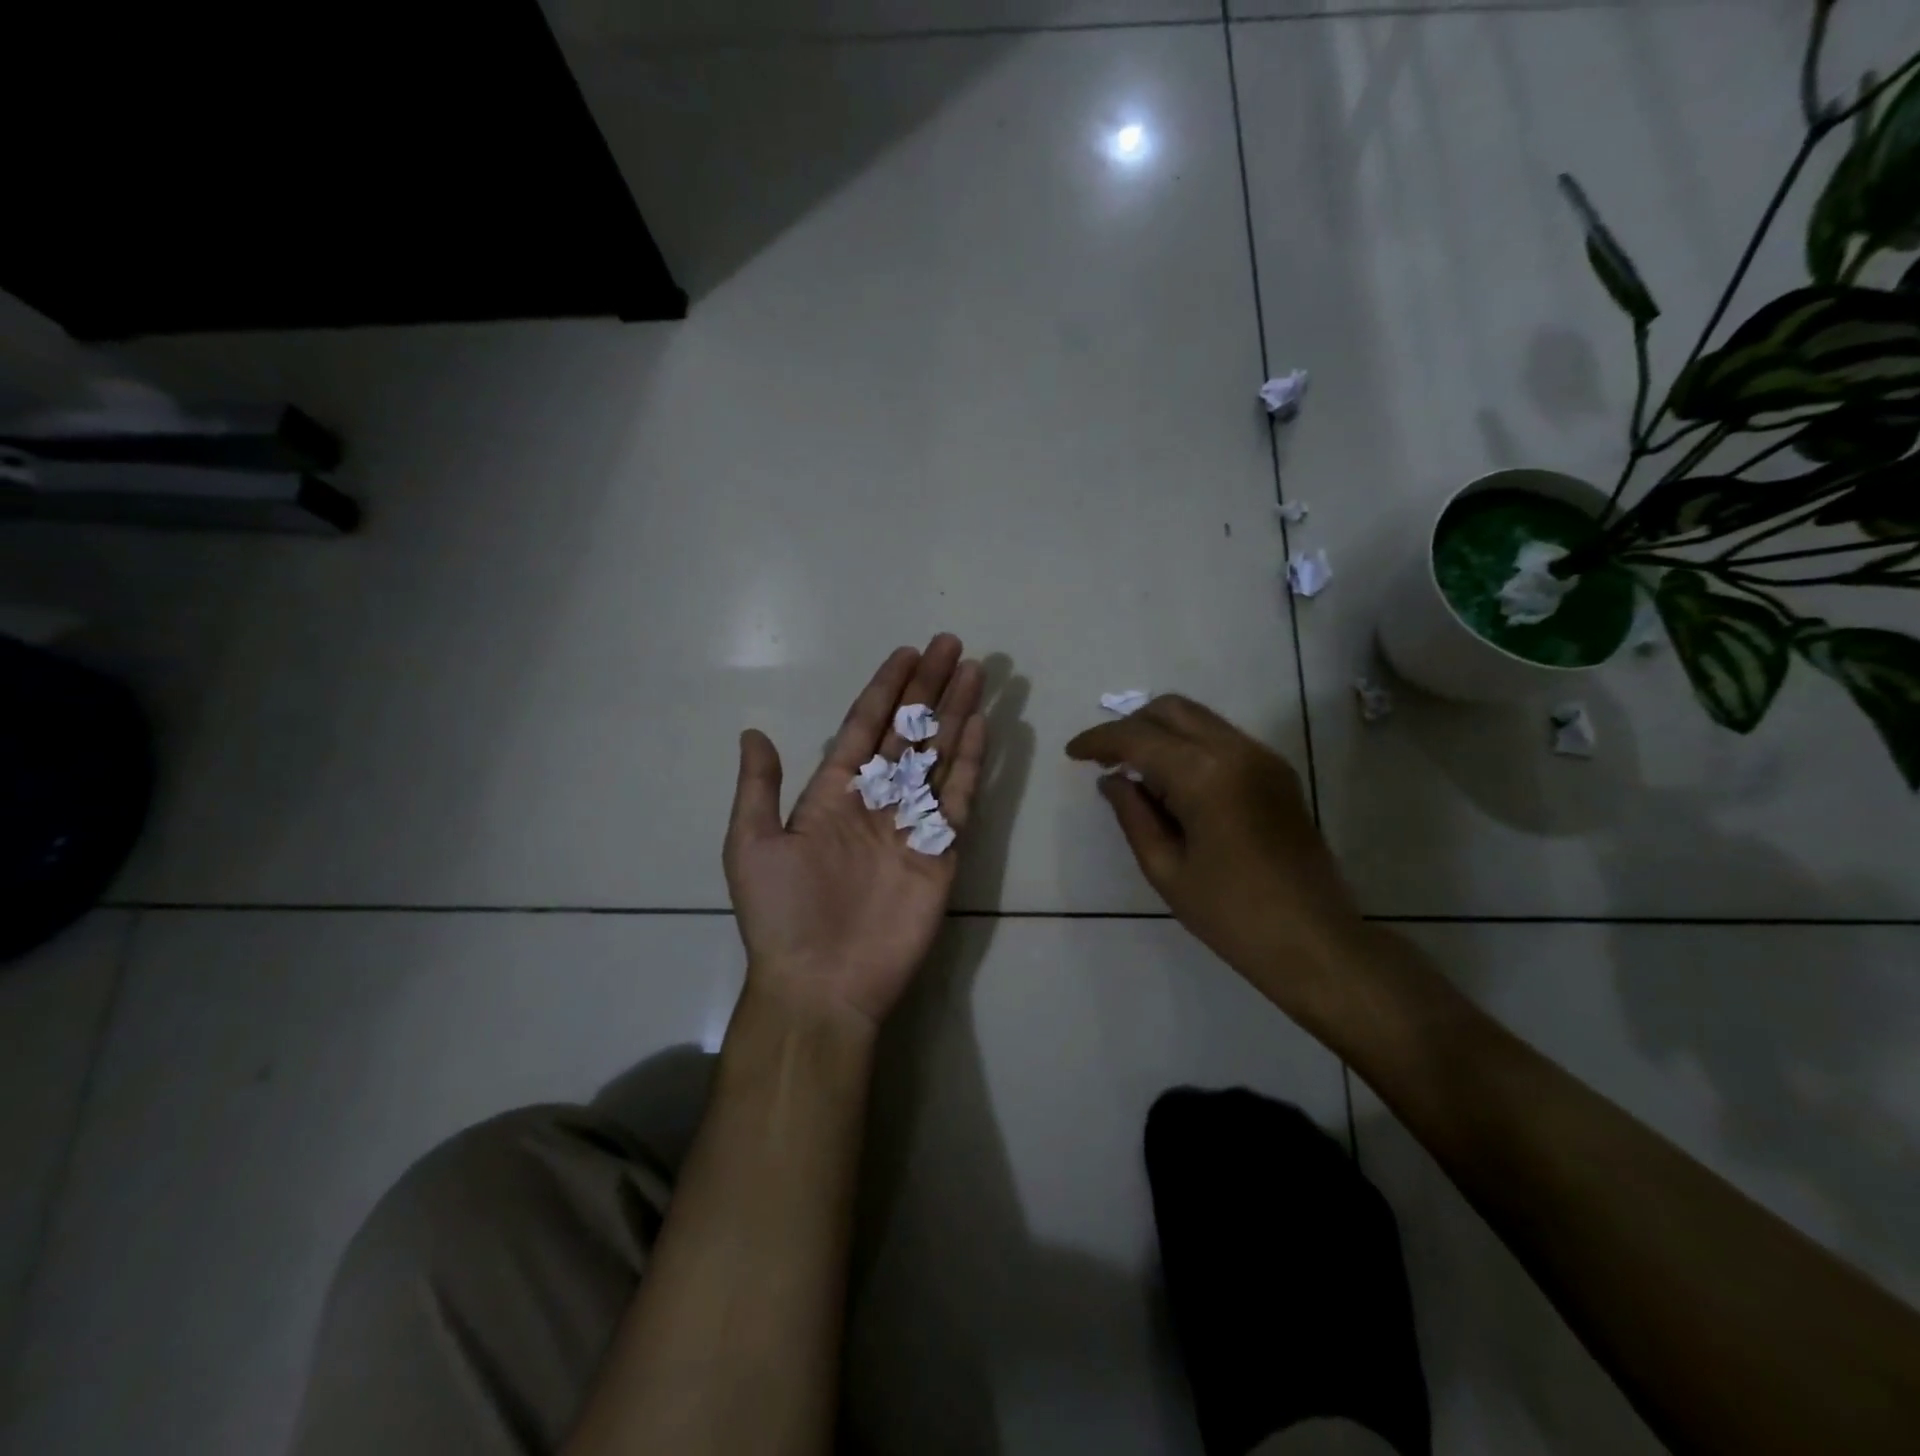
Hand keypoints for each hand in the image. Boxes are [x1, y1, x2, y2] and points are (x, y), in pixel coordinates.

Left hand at [724, 635, 987, 1031]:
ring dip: (955, 713)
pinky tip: (980, 726)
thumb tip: (753, 732)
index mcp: (833, 793)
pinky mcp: (941, 850)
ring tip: (975, 672)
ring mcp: (912, 823)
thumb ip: (759, 787)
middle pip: (908, 732)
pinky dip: (971, 761)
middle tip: (953, 646)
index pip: (865, 726)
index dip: (886, 689)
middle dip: (929, 689)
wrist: (821, 983)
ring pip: (937, 755)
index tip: (908, 652)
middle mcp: (877, 799)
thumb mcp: (752, 845)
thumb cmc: (782, 915)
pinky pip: (958, 797)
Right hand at [1065, 696, 1364, 1011]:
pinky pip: (1221, 739)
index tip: (1072, 754)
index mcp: (1204, 774)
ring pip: (1198, 719)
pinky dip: (1188, 745)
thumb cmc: (1231, 915)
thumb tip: (1112, 780)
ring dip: (1160, 733)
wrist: (1315, 941)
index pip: (1138, 736)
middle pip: (1171, 709)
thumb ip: (1133, 815)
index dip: (1099, 740)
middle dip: (1130, 725)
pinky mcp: (1277, 772)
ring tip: (1134, 771)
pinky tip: (1173, 783)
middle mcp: (1236, 750)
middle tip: (1104, 759)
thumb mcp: (1166, 868)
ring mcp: (1263, 758)